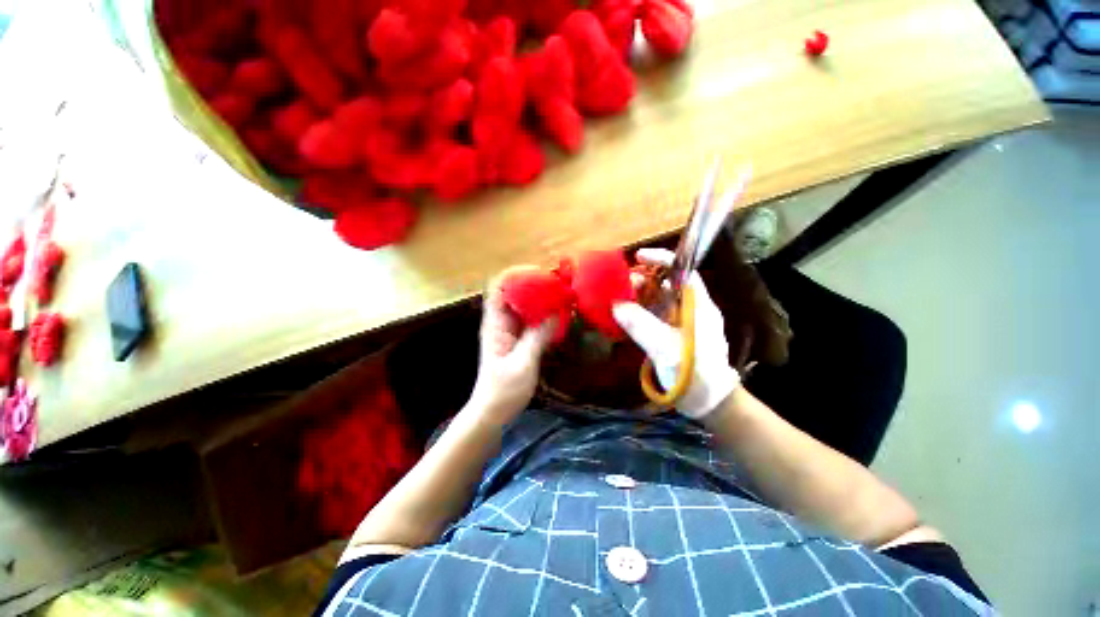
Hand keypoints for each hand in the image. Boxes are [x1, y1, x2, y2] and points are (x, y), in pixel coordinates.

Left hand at [468, 267, 556, 423]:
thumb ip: (537, 337)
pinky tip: (558, 316)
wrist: (492, 413)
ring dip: (539, 299)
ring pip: (523, 307)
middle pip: (513, 294)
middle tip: (557, 284)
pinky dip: (542, 315)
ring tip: (561, 295)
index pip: (499, 288)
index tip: (539, 273)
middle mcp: (501, 323)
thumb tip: (556, 313)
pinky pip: (530, 321)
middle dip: (533, 285)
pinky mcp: (517, 341)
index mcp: (496, 324)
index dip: (515, 275)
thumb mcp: (523, 364)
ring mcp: (509, 332)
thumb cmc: (503, 390)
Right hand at [612, 249, 740, 418]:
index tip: (637, 257)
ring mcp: (681, 323)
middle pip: (666, 284)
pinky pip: (653, 317)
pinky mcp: (672, 336)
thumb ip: (641, 325)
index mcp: (698, 306)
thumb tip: (616, 305)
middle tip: (620, 285)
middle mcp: (691, 309)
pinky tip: (624, 318)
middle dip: (643, 281)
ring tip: (618, 300)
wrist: (708, 403)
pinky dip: (638, 314)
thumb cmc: (694, 373)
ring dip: (638, 297)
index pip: (682, 271)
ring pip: (658, 301)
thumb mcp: (666, 348)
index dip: (661, 260)